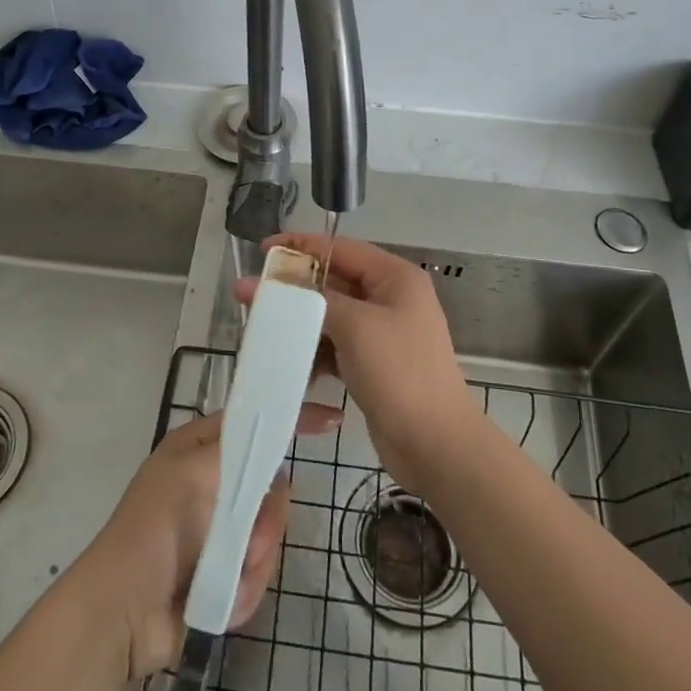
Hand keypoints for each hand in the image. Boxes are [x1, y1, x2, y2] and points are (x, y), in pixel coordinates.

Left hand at [74, 403, 338, 679]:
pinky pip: (258, 573)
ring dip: (254, 561)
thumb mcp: (197, 472)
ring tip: (228, 577)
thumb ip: (242, 449)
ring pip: (270, 534)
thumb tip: (275, 441)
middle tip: (249, 539)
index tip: (331, 420)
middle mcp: (212, 484)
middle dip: (267, 521)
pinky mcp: (224, 573)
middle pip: (272, 488)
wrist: (123, 614)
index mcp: (200, 450)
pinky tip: (221, 599)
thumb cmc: (158, 529)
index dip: (291, 420)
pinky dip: (243, 589)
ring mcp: (219, 531)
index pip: (255, 423)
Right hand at [233, 234, 480, 494]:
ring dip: (301, 323)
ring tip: (264, 329)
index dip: (301, 246)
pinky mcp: (373, 363)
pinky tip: (290, 363)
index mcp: (395, 278)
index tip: (263, 251)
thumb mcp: (354, 325)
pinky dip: (314, 351)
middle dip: (296, 289)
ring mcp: (383, 333)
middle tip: (254, 294)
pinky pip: (336, 345)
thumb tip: (266, 283)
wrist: (435, 444)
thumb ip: (310, 299)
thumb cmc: (399, 373)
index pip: (341, 249)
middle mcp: (390, 298)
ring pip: (332, 316)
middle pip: (334, 282)